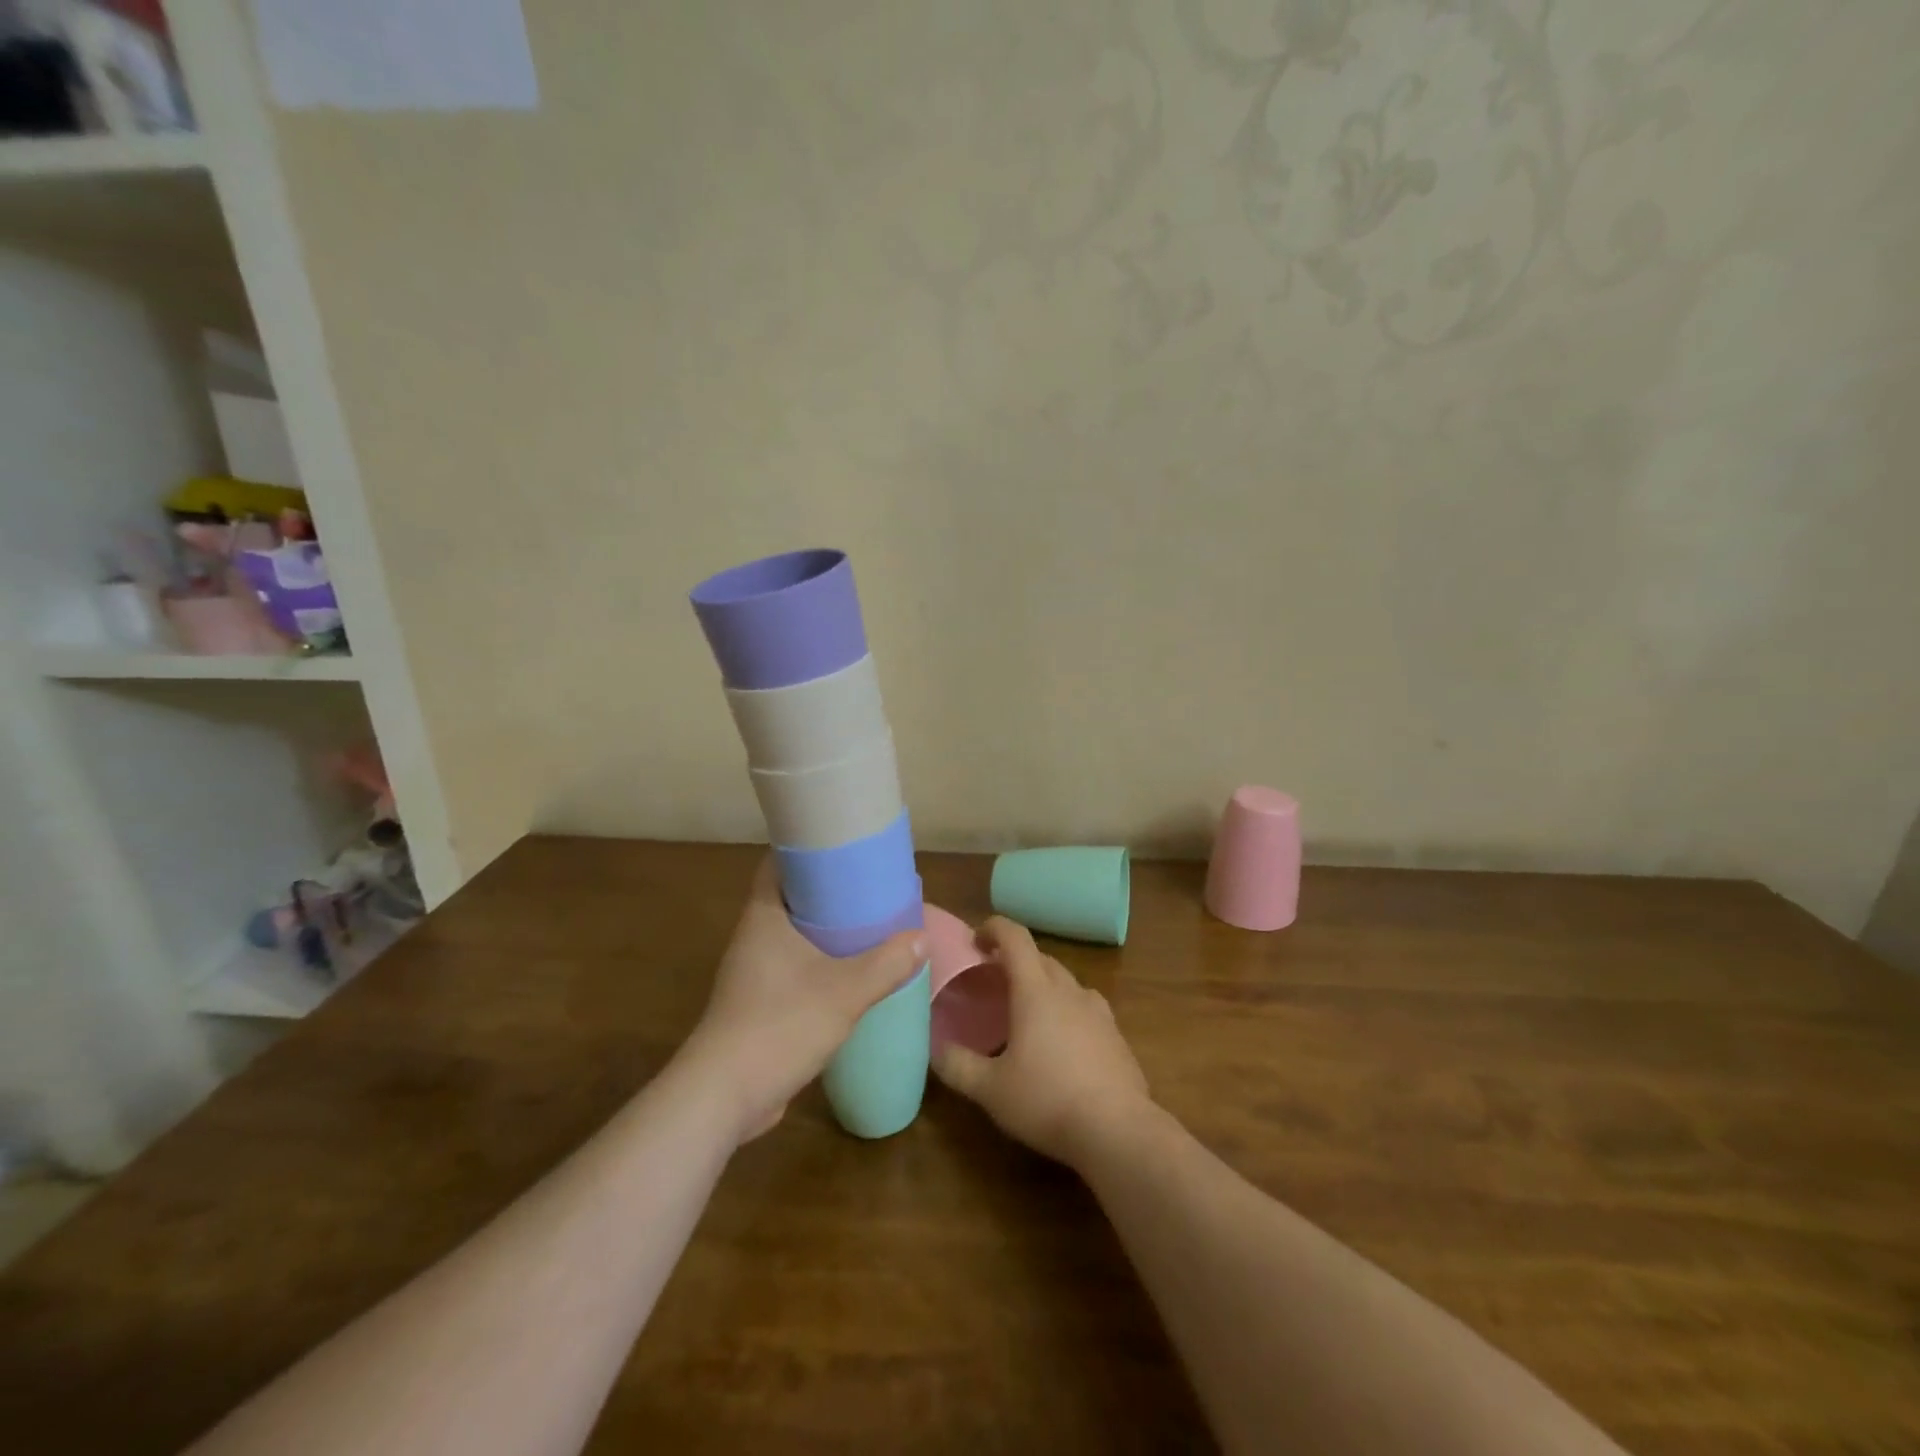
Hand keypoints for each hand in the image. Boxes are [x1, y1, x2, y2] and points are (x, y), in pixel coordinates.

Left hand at [679, 858, 923, 1144]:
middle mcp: (754, 937)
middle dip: (829, 891)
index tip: (844, 846)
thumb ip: (887, 963)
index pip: (779, 863)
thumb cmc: (780, 1024)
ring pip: (795, 936)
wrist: (724, 1095)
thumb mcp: (845, 991)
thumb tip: (921, 937)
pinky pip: (794, 968)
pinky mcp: (759, 1004)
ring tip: (869, 926)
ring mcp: (753, 973)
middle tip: (870, 886)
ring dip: (827, 931)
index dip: (809, 850)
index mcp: (764, 916)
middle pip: (792, 898)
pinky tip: (851, 975)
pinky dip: (821, 964)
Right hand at [931, 917, 1152, 1166]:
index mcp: (1036, 991)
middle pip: (1040, 958)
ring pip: (1066, 982)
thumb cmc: (1047, 1100)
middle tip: (992, 980)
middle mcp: (1069, 991)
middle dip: (1015, 960)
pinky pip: (1086, 1008)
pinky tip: (1061, 1042)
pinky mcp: (1116, 1036)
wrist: (1118, 1131)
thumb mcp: (990, 1089)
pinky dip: (1067, 1010)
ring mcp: (1098, 1011)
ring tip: (1026, 1011)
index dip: (994, 928)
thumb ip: (958, 1066)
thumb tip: (936, 1049)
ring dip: (1043, 984)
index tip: (975, 938)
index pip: (1015, 938)